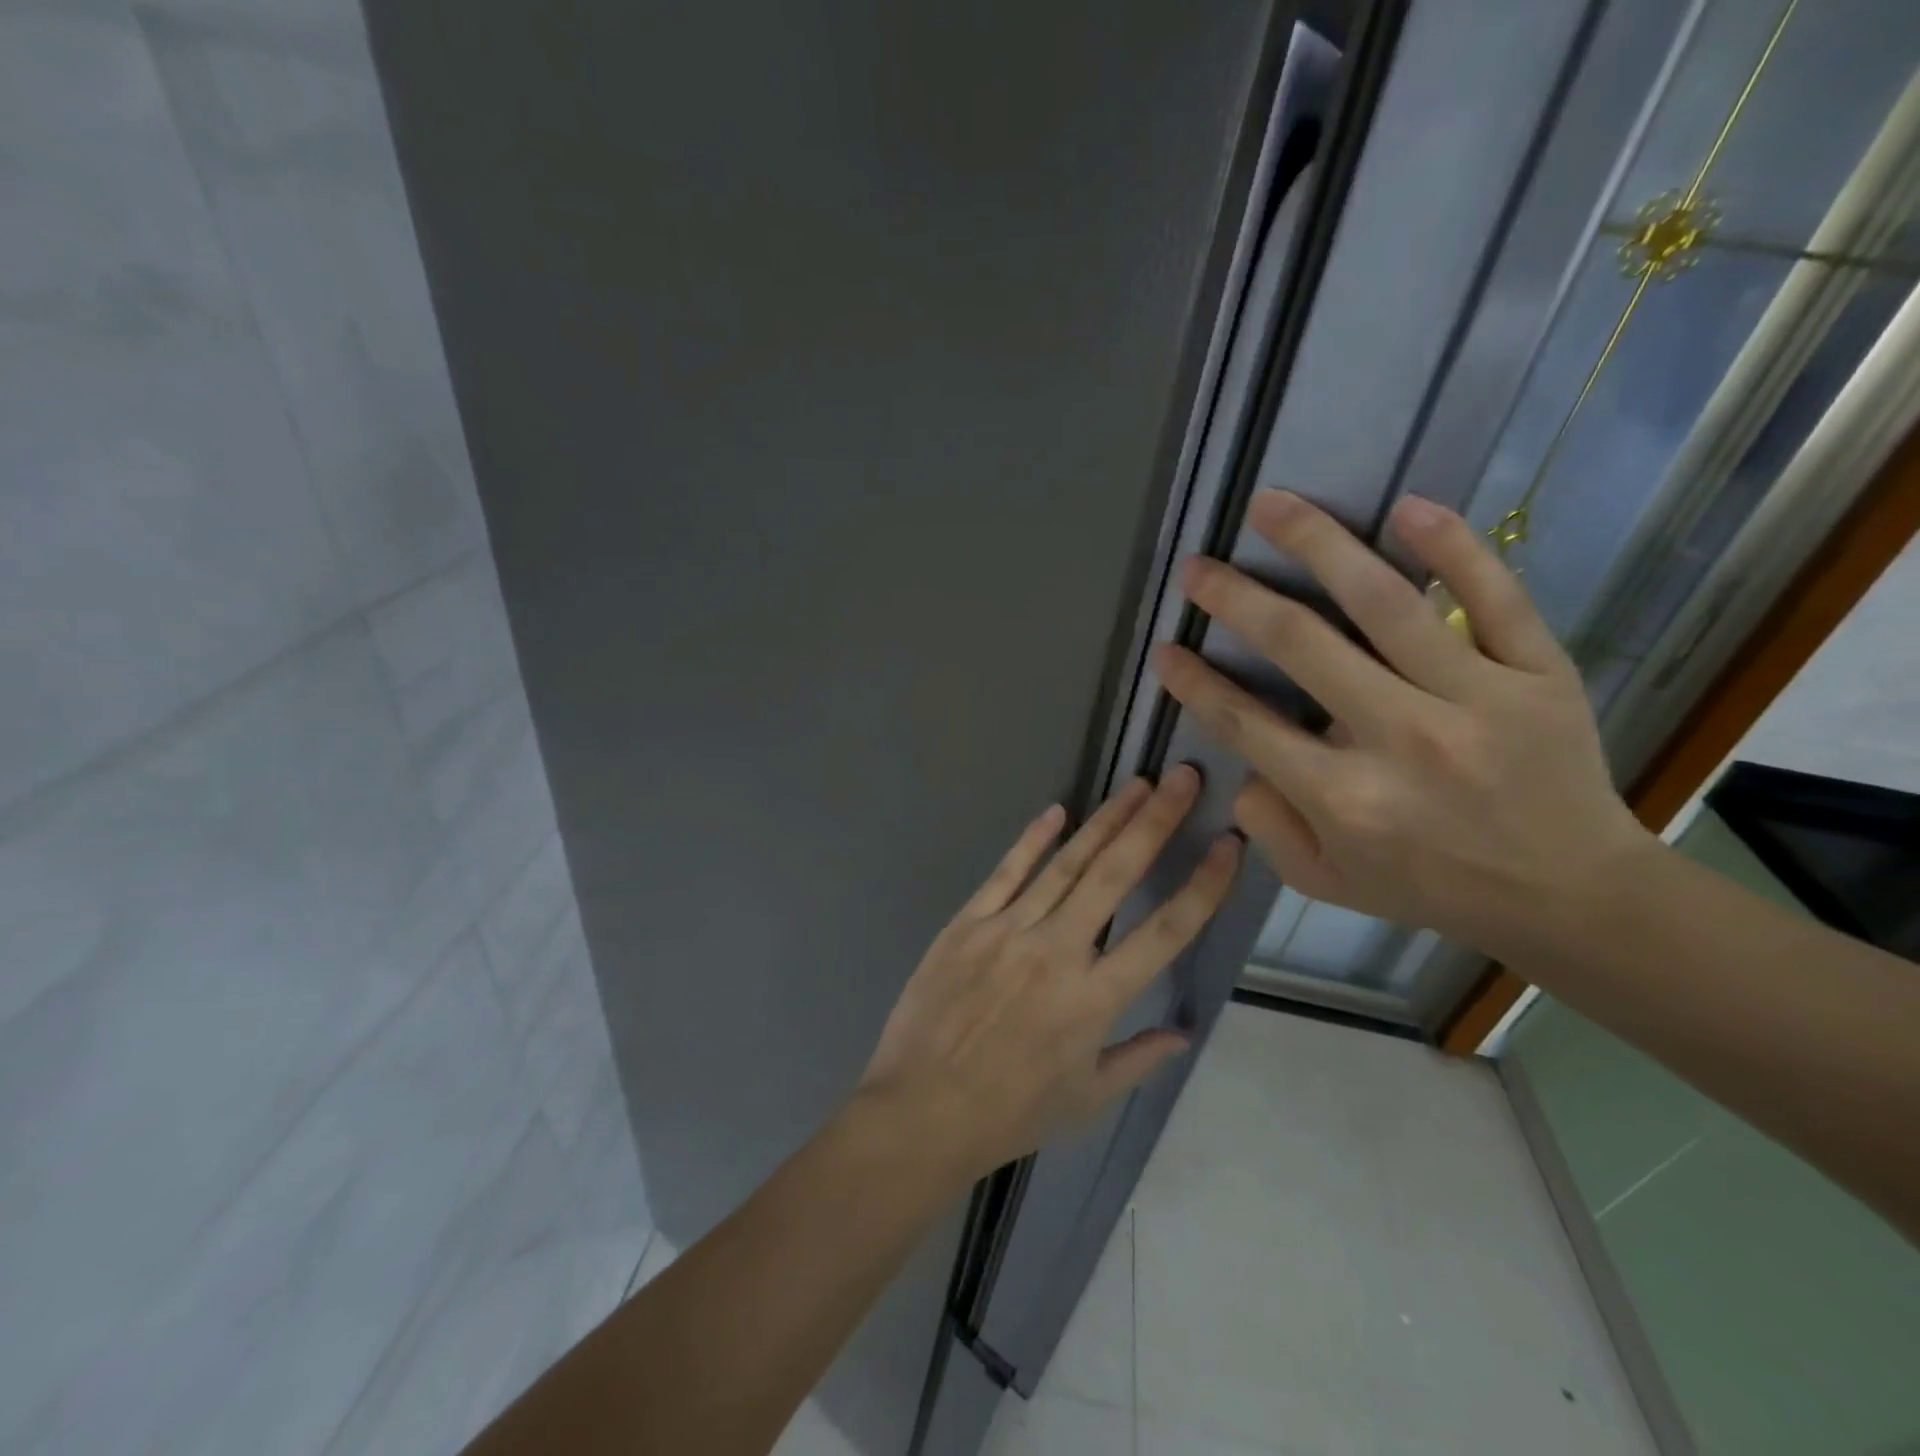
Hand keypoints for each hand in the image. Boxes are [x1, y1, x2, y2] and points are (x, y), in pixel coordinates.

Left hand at [858, 767, 1240, 1182]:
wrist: (921, 1111)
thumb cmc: (1010, 1113)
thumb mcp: (1085, 1099)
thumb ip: (1138, 1059)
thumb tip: (1184, 1032)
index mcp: (1094, 999)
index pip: (1165, 932)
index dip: (1202, 886)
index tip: (1228, 845)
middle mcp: (1057, 952)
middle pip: (1116, 876)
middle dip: (1155, 823)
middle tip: (1182, 778)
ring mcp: (1008, 931)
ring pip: (1065, 864)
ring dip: (1105, 822)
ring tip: (1138, 785)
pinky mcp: (966, 923)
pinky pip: (1005, 873)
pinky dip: (1031, 840)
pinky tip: (1057, 811)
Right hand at [1154, 491, 1652, 965]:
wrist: (1570, 897)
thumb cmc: (1433, 887)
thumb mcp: (1327, 883)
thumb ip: (1268, 827)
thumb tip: (1241, 765)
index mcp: (1344, 797)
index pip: (1245, 723)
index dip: (1195, 682)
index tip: (1165, 649)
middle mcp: (1400, 739)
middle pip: (1300, 645)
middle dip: (1235, 598)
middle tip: (1196, 567)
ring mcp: (1475, 698)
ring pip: (1386, 603)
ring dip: (1318, 544)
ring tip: (1272, 504)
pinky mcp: (1537, 674)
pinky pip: (1495, 599)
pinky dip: (1453, 548)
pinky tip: (1407, 507)